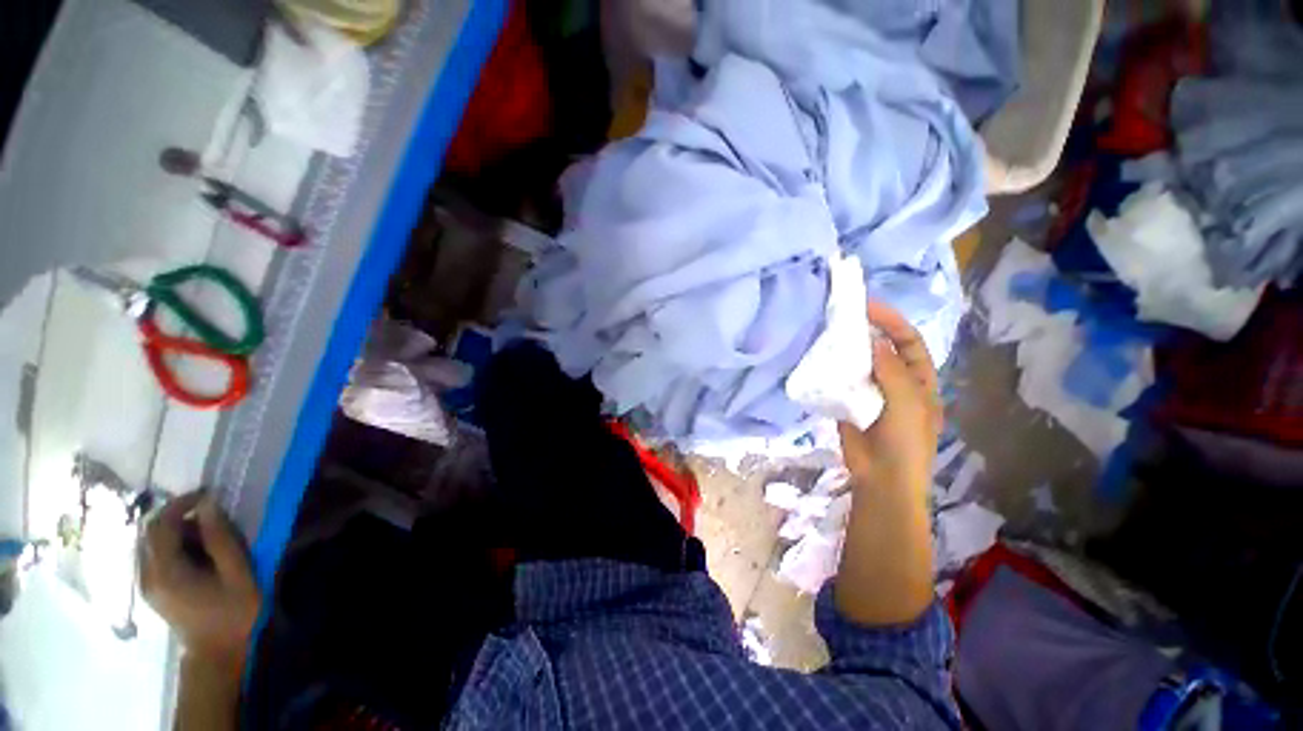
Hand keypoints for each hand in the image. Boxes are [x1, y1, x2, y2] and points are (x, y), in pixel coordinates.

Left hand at [139, 492, 260, 664]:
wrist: (216, 652)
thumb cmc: (233, 611)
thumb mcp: (237, 573)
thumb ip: (221, 539)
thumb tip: (208, 505)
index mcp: (166, 571)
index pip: (160, 524)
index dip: (181, 503)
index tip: (208, 495)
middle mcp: (147, 575)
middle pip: (150, 531)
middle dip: (177, 515)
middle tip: (209, 515)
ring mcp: (145, 584)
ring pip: (149, 542)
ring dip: (174, 530)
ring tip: (205, 534)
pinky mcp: (151, 589)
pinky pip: (152, 555)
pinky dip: (170, 544)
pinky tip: (193, 552)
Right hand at [838, 302, 941, 497]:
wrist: (881, 478)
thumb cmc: (905, 442)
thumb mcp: (908, 405)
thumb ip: (893, 372)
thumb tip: (874, 340)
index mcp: (919, 380)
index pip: (909, 343)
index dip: (892, 322)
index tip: (868, 307)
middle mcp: (895, 381)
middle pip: (881, 349)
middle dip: (865, 332)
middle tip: (841, 316)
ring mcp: (870, 392)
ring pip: (858, 364)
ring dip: (845, 350)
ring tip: (826, 335)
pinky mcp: (849, 402)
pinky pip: (840, 381)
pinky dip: (832, 370)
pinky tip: (819, 361)